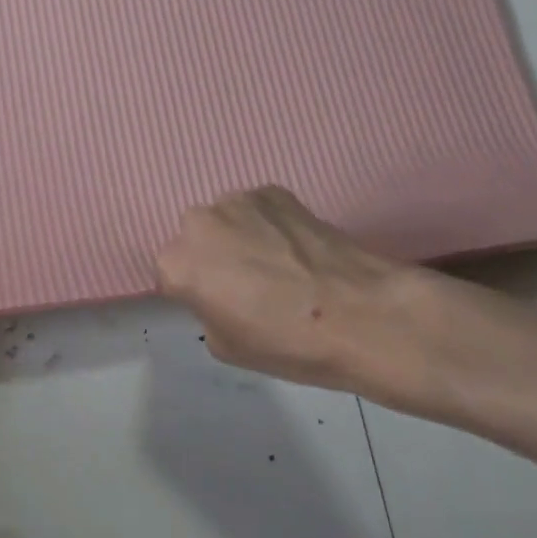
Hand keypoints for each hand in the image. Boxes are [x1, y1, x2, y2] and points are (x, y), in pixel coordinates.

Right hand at [155, 186, 413, 391]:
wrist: (364, 314)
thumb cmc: (289, 343)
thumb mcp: (227, 346)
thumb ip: (206, 310)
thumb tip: (220, 292)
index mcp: (177, 264)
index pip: (172, 275)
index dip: (197, 292)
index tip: (223, 306)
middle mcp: (197, 222)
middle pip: (196, 240)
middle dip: (214, 256)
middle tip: (250, 284)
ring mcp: (236, 200)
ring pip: (227, 220)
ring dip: (241, 236)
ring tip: (280, 264)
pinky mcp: (272, 190)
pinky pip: (259, 209)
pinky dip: (271, 224)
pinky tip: (298, 249)